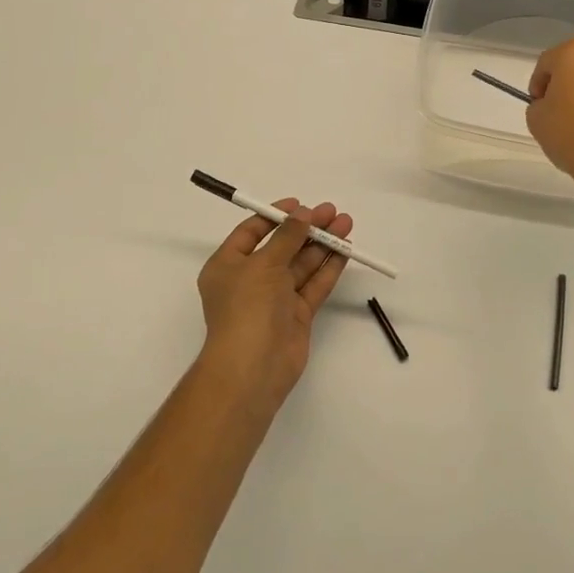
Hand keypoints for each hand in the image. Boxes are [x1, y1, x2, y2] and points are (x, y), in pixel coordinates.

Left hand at [196, 199, 351, 414]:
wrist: (253, 367)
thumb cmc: (247, 308)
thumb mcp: (263, 264)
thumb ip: (286, 236)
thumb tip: (303, 214)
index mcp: (228, 265)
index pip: (252, 232)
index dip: (275, 216)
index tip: (300, 205)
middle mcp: (250, 280)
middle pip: (282, 246)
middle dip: (307, 229)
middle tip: (332, 212)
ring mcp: (274, 299)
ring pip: (301, 265)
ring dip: (322, 245)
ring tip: (345, 224)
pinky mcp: (296, 315)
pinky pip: (313, 285)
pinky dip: (328, 268)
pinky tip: (345, 251)